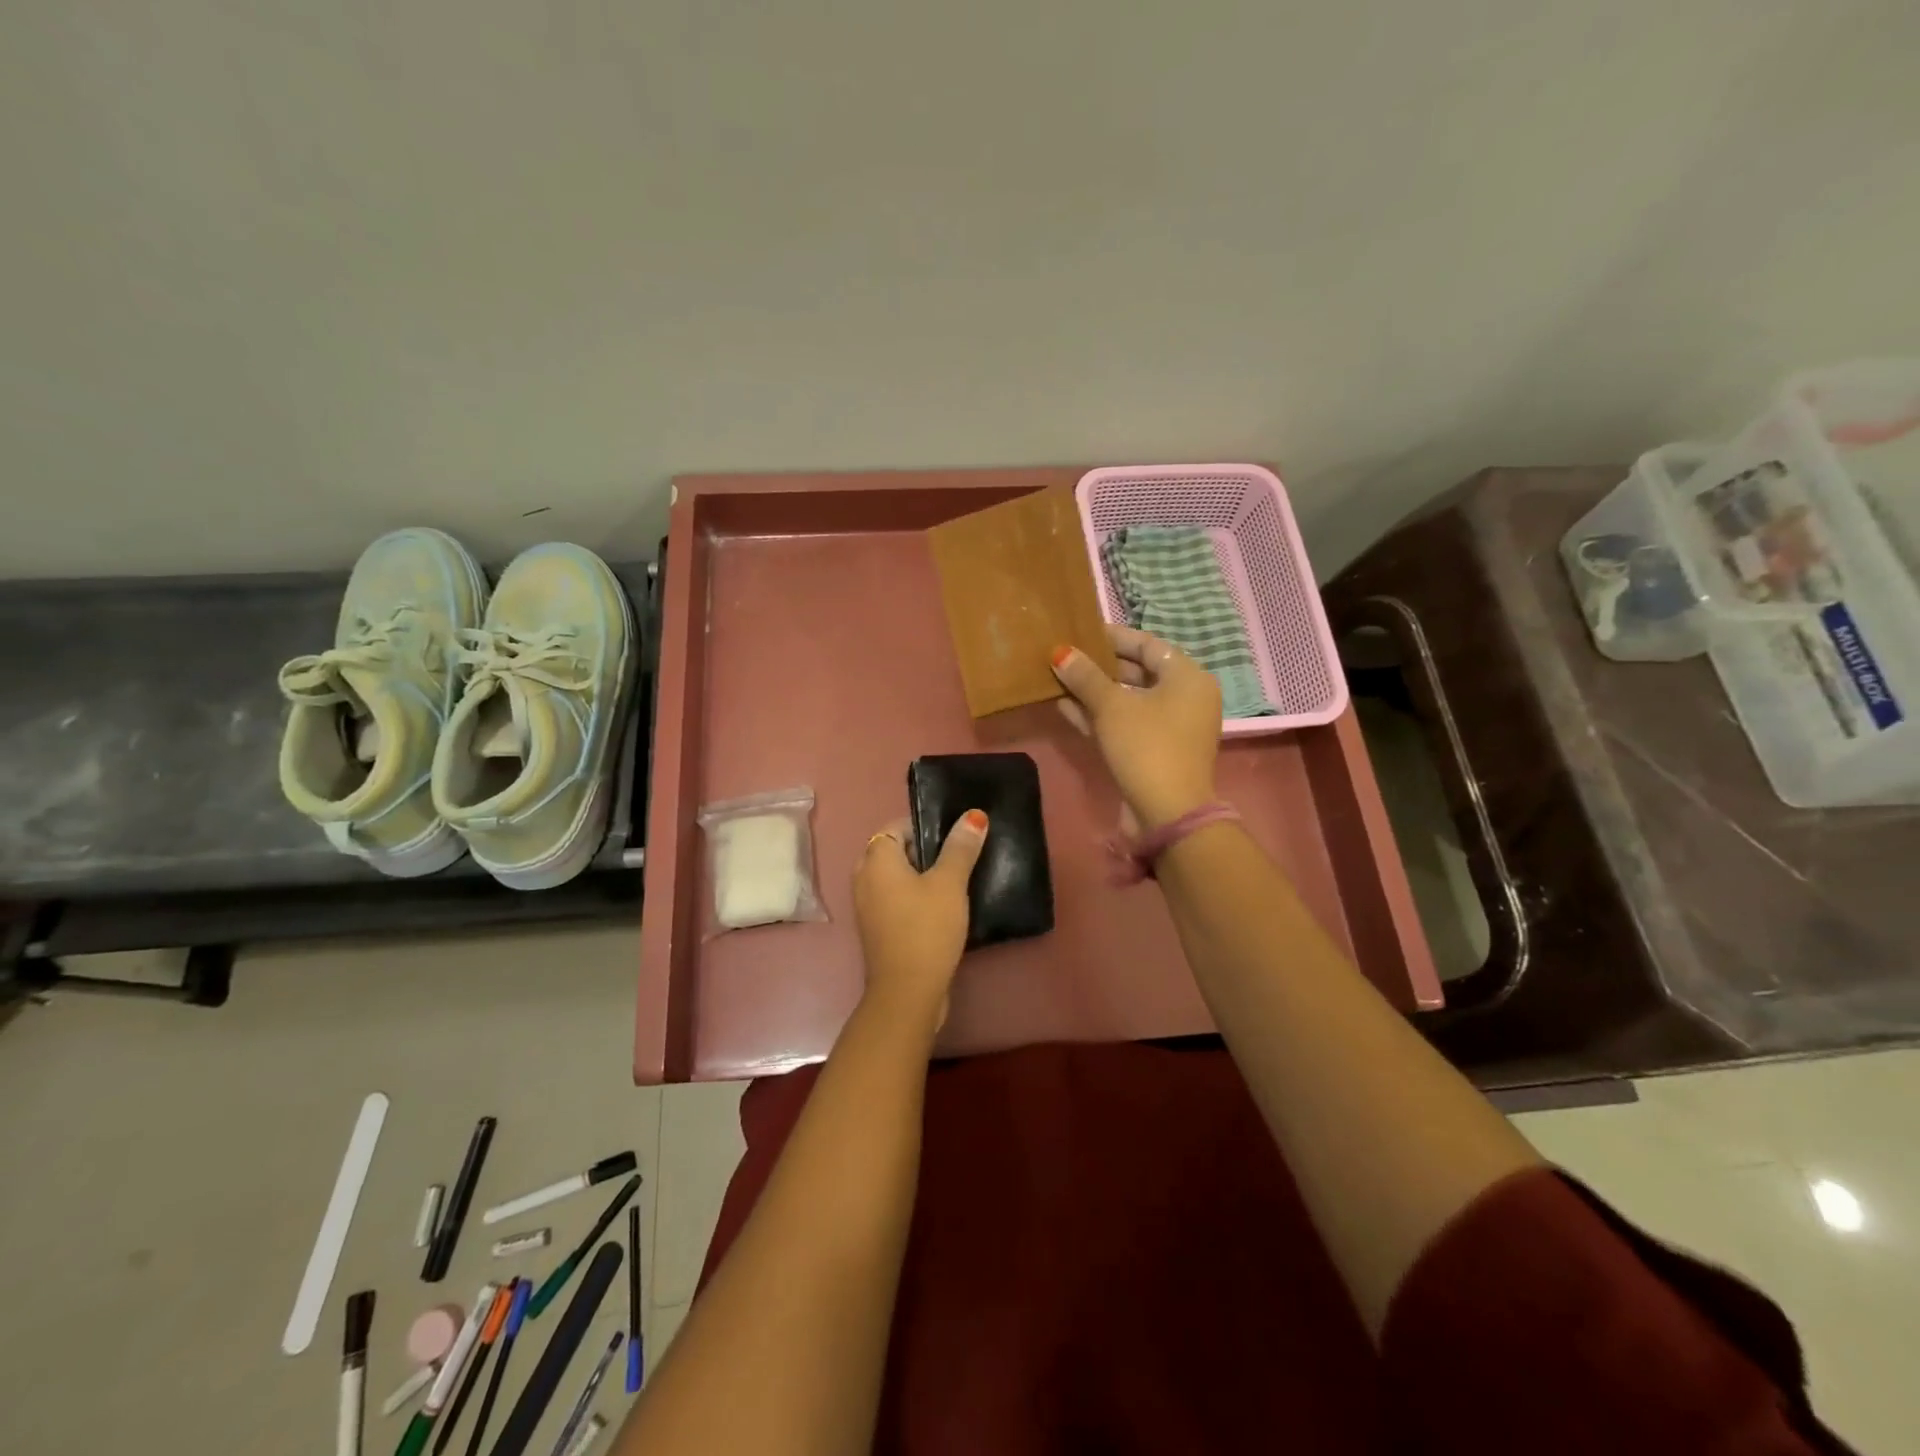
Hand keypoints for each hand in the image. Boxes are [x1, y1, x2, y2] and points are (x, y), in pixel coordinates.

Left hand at [852, 811, 988, 1032]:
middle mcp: (864, 878)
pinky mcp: (878, 929)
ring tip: (957, 881)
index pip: (897, 826)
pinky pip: (897, 900)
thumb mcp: (950, 883)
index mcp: (876, 859)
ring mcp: (868, 906)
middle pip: (897, 851)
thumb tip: (973, 815)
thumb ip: (961, 847)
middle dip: (927, 851)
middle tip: (960, 856)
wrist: (907, 992)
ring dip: (923, 877)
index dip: (925, 826)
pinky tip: (945, 909)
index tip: (955, 836)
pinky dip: (916, 898)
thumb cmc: (926, 928)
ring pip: (898, 878)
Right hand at [1052, 625, 1220, 829]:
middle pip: (1138, 671)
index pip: (1147, 644)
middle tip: (1065, 656)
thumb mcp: (1112, 707)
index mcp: (1187, 677)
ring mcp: (1170, 727)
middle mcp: (1185, 698)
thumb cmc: (1146, 746)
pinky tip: (1065, 707)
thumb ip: (1085, 677)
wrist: (1167, 813)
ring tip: (1058, 679)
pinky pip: (1126, 723)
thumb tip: (1060, 652)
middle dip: (1099, 666)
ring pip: (1128, 700)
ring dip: (1094, 692)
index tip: (1079, 632)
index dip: (1112, 637)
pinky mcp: (1155, 751)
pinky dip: (1100, 716)